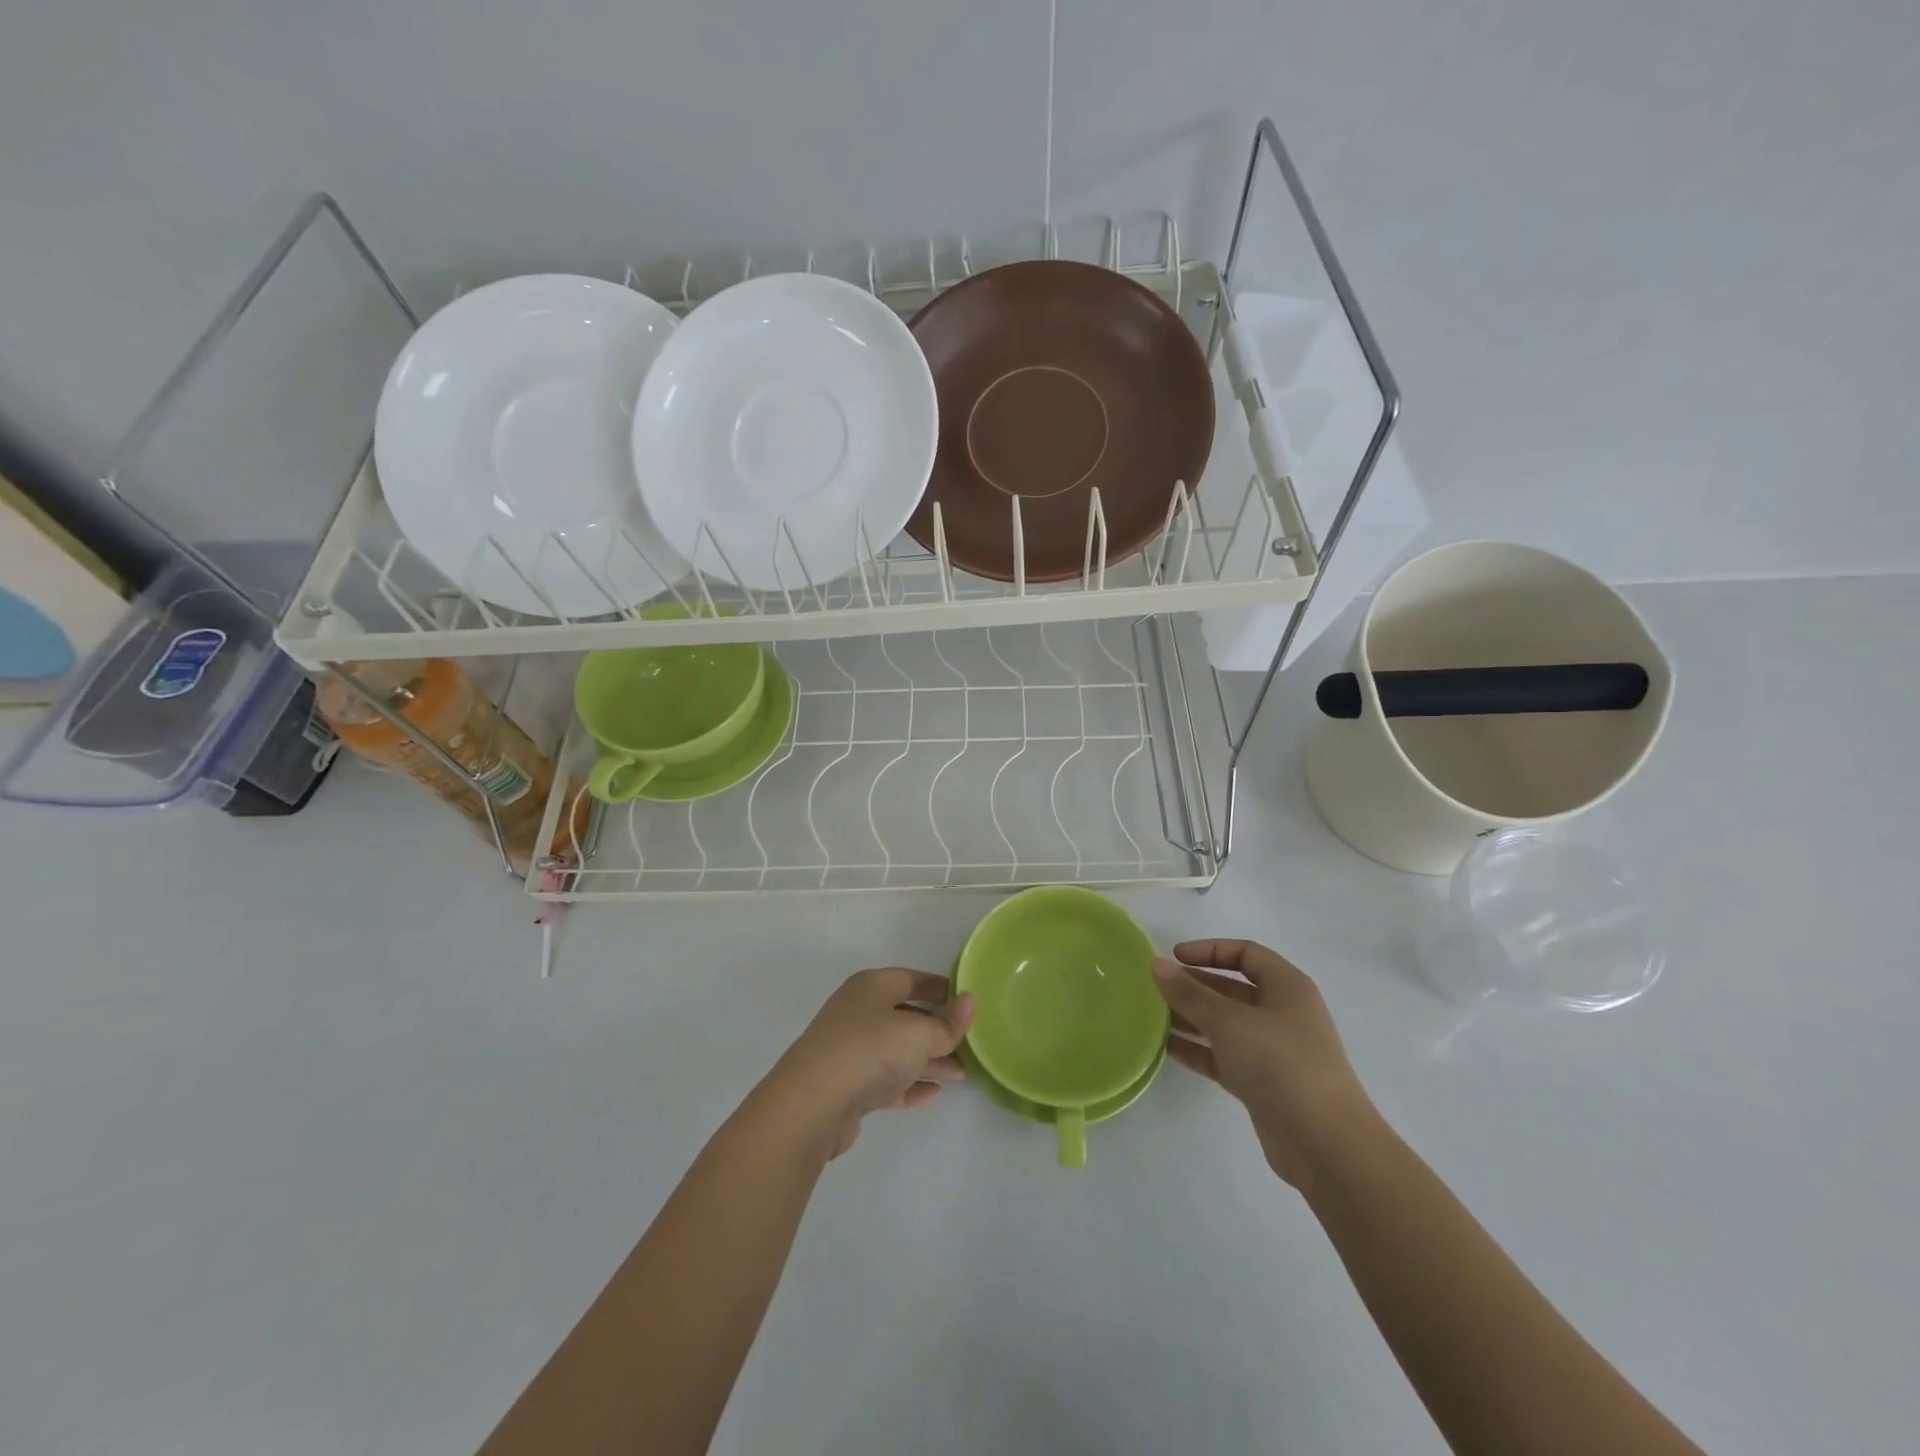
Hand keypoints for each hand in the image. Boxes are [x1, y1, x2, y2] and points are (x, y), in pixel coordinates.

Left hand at [760, 969, 974, 1160]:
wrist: (812, 1104)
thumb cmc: (870, 1050)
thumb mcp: (920, 1034)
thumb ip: (948, 1023)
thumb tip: (970, 1000)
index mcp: (872, 987)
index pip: (912, 979)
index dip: (940, 989)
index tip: (967, 1001)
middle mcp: (859, 1012)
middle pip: (906, 1016)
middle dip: (938, 1030)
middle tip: (970, 1044)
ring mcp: (850, 1050)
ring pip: (897, 1051)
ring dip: (928, 1061)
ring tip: (961, 1074)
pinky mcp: (846, 1086)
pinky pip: (885, 1080)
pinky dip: (909, 1085)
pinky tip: (934, 1095)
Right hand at [1153, 939, 1376, 1189]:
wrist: (1325, 1145)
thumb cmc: (1281, 1064)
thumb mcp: (1230, 1022)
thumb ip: (1190, 993)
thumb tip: (1157, 965)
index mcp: (1287, 988)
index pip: (1246, 954)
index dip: (1209, 950)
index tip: (1174, 957)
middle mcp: (1282, 1013)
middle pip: (1232, 989)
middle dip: (1194, 986)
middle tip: (1155, 989)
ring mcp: (1272, 1050)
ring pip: (1224, 1024)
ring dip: (1191, 1018)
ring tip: (1151, 1016)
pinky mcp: (1261, 1083)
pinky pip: (1222, 1056)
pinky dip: (1197, 1050)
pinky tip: (1165, 1047)